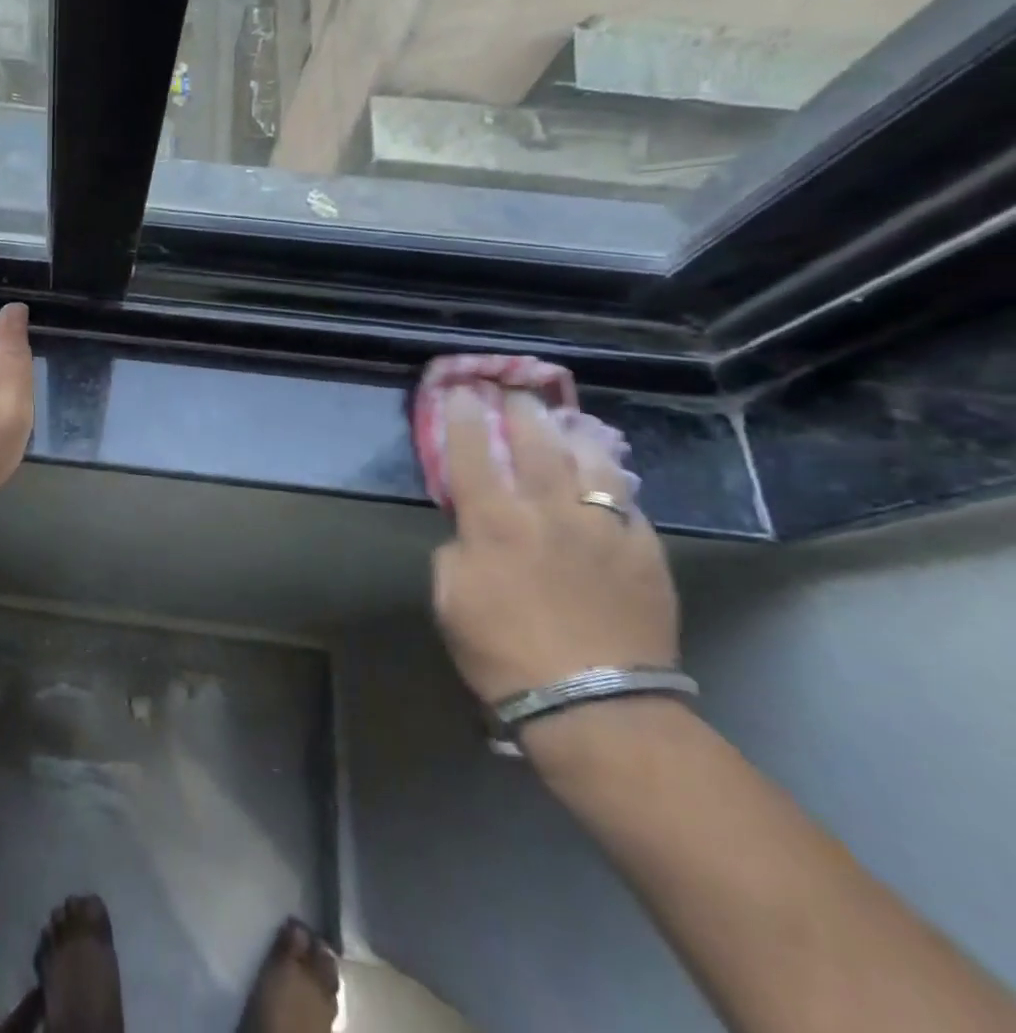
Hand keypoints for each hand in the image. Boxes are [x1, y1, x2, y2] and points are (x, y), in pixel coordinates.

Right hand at [431, 388, 678, 704]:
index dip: (462, 417)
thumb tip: (470, 531)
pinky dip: (613, 482)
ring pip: (590, 462)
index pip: (470, 452)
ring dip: (573, 434)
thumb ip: (456, 551)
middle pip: (534, 443)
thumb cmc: (503, 652)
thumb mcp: (450, 598)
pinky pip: (628, 503)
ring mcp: (603, 528)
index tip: (460, 390)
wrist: (595, 705)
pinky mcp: (646, 552)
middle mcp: (548, 510)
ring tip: (567, 420)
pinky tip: (608, 476)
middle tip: (514, 391)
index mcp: (493, 521)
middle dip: (520, 411)